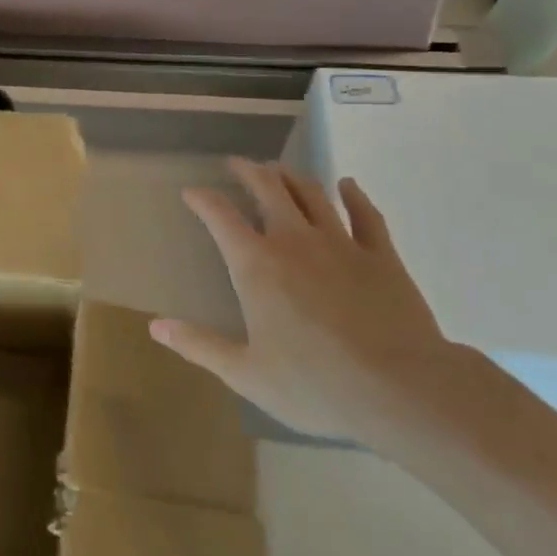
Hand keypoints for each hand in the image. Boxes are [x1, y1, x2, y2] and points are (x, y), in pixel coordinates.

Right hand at [151, 161, 457, 441]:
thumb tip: (156, 326)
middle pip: (268, 190)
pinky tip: (348, 185)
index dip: (203, 200)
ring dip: (292, 177)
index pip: (221, 217)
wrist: (401, 391)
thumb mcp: (246, 373)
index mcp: (256, 266)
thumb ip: (199, 345)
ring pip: (312, 194)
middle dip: (249, 172)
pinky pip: (366, 215)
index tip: (192, 192)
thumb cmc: (314, 385)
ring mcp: (341, 244)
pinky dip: (354, 196)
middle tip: (237, 164)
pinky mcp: (381, 256)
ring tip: (279, 170)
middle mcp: (294, 241)